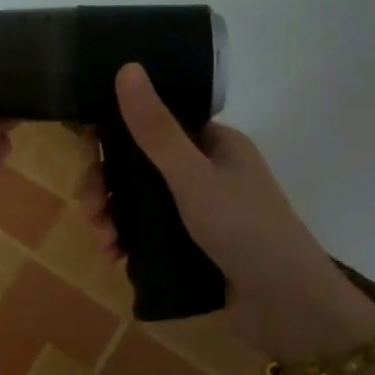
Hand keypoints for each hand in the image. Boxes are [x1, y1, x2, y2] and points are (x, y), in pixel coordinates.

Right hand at [78, 64, 374, 354]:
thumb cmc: (244, 229)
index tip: (87, 150)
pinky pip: (149, 234)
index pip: (155, 124)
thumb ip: (155, 129)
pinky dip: (127, 241)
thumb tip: (127, 68)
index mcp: (213, 144)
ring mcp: (200, 212)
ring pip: (140, 203)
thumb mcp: (193, 176)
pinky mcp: (193, 247)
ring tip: (103, 241)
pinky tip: (113, 257)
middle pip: (140, 166)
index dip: (117, 133)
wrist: (287, 307)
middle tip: (91, 207)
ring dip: (113, 216)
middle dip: (108, 185)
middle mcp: (206, 172)